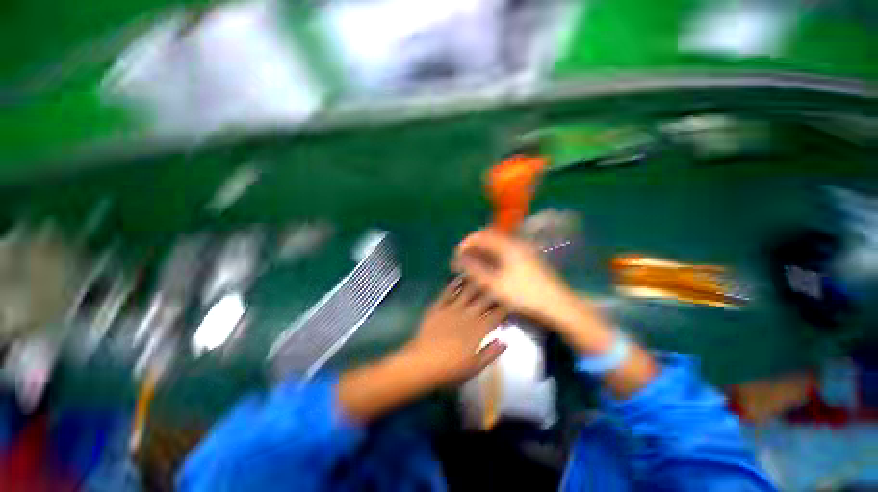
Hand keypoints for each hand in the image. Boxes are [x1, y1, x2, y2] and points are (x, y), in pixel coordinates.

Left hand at [339, 281, 506, 422]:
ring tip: (482, 272)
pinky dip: (453, 285)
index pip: (496, 315)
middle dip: (493, 291)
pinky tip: (458, 277)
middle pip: (484, 300)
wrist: (422, 363)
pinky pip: (447, 293)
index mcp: (478, 331)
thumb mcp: (475, 367)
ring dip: (475, 282)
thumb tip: (505, 341)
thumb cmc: (450, 369)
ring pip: (467, 292)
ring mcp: (452, 310)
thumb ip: (491, 353)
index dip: (505, 307)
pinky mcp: (438, 308)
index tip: (511, 300)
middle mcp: (467, 316)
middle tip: (499, 281)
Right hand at [452, 229, 577, 325]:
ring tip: (474, 262)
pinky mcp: (528, 257)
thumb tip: (459, 260)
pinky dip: (494, 254)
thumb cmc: (524, 293)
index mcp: (507, 246)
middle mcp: (516, 242)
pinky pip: (505, 249)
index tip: (457, 253)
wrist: (556, 304)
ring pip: (498, 243)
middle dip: (474, 245)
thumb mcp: (495, 284)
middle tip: (464, 258)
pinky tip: (490, 266)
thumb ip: (475, 270)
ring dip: (484, 249)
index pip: (481, 235)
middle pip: (489, 236)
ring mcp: (524, 249)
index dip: (466, 242)